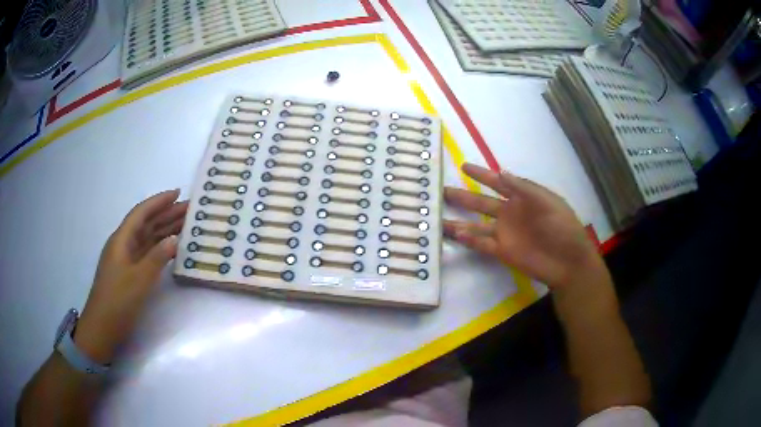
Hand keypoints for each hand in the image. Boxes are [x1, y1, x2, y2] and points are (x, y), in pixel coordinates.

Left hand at [74, 190, 187, 362]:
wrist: (103, 327)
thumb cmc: (118, 301)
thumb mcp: (139, 280)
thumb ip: (157, 258)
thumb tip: (175, 239)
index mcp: (121, 240)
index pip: (141, 213)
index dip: (159, 201)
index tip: (178, 193)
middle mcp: (123, 245)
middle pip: (146, 224)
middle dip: (166, 214)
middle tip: (189, 209)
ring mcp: (126, 260)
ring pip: (148, 238)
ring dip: (165, 230)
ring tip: (186, 225)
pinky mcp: (130, 273)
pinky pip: (147, 253)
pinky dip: (160, 248)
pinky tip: (172, 248)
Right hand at [444, 163, 605, 289]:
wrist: (569, 262)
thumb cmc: (563, 227)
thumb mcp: (548, 202)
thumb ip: (524, 189)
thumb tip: (500, 172)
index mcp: (522, 198)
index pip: (497, 182)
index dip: (481, 174)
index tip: (463, 166)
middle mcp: (509, 213)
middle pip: (480, 202)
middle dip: (462, 196)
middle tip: (441, 191)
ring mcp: (505, 233)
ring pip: (476, 225)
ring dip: (458, 221)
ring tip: (437, 219)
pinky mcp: (503, 252)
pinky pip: (482, 244)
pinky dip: (469, 240)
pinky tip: (456, 234)